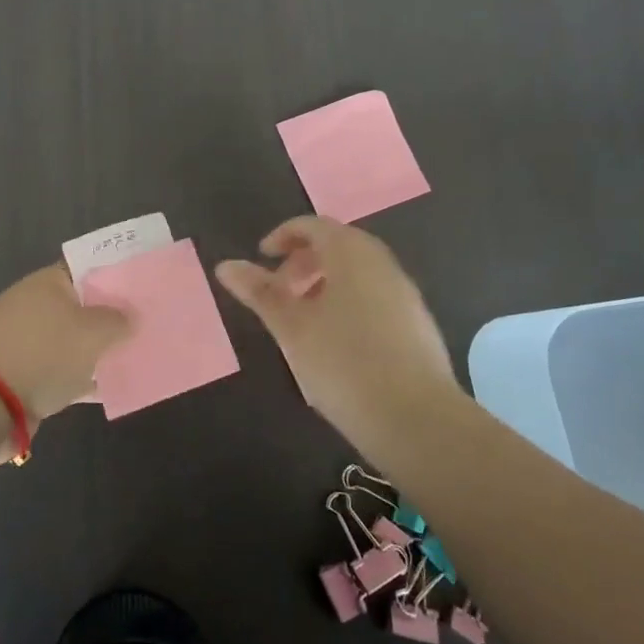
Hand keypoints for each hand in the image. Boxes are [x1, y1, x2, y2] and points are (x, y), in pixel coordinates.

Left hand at [0, 265, 131, 429]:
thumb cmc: (42, 352)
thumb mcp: (92, 332)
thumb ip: (117, 321)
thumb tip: (130, 317)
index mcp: (50, 283)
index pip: (89, 268)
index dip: (118, 274)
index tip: (146, 285)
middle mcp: (37, 306)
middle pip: (84, 306)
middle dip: (114, 316)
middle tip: (152, 322)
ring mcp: (30, 342)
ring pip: (76, 342)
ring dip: (101, 350)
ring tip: (141, 355)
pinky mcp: (26, 377)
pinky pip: (66, 372)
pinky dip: (86, 378)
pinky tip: (114, 386)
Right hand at [214, 216, 455, 427]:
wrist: (415, 419)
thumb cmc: (343, 363)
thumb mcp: (291, 327)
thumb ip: (260, 292)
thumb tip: (225, 265)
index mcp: (351, 253)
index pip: (314, 225)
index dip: (283, 236)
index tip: (263, 257)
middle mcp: (382, 263)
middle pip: (338, 245)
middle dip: (304, 261)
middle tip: (280, 290)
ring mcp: (405, 293)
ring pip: (358, 272)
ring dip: (326, 283)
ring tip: (304, 319)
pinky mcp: (418, 323)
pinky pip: (376, 296)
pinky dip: (349, 302)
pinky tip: (338, 342)